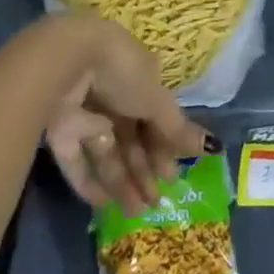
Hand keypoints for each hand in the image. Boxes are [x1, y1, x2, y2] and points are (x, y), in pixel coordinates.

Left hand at [39, 14, 212, 211]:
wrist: (66, 61)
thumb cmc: (122, 72)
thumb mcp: (155, 100)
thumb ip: (177, 128)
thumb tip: (214, 147)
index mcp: (138, 77)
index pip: (154, 116)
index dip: (164, 146)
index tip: (172, 174)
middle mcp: (112, 94)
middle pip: (131, 137)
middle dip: (144, 170)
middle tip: (156, 203)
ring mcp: (84, 111)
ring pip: (106, 151)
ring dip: (122, 181)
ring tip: (136, 212)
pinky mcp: (59, 128)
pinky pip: (76, 159)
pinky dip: (89, 181)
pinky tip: (104, 203)